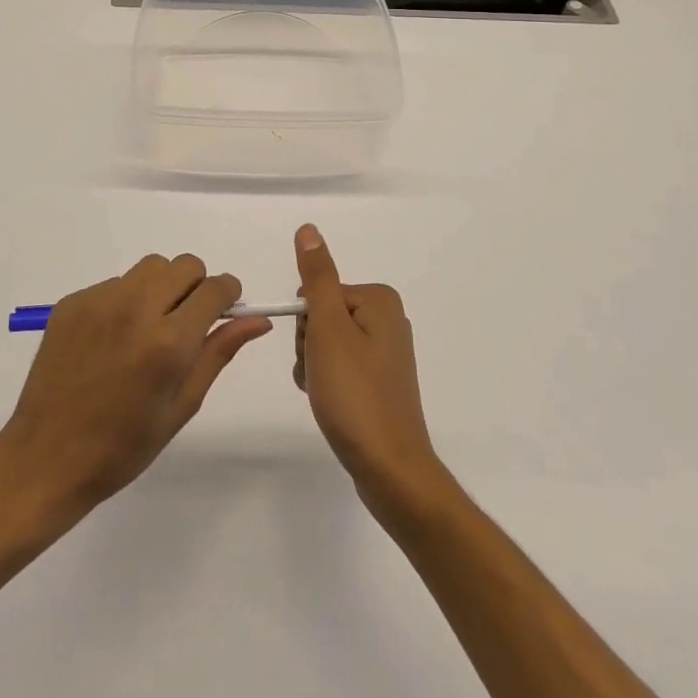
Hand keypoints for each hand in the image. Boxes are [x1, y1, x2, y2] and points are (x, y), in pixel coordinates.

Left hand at [0, 253, 270, 519]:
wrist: (46, 458)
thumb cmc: (123, 446)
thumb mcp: (182, 404)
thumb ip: (219, 352)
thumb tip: (258, 320)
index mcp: (168, 341)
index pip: (214, 289)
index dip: (228, 294)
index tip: (227, 308)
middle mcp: (135, 308)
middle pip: (184, 265)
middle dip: (196, 286)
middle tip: (187, 322)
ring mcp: (99, 301)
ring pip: (149, 268)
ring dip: (162, 287)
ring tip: (149, 328)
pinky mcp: (72, 302)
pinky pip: (115, 283)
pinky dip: (126, 300)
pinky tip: (113, 340)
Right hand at [292, 224, 445, 517]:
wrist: (390, 468)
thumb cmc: (355, 395)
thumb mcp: (328, 330)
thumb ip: (316, 277)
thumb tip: (308, 229)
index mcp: (379, 299)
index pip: (317, 293)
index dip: (306, 324)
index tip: (316, 353)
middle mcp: (387, 318)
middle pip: (322, 316)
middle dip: (310, 346)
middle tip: (321, 376)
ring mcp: (386, 352)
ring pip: (326, 343)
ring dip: (314, 367)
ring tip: (326, 395)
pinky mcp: (381, 380)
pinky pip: (340, 367)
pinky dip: (327, 382)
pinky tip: (332, 404)